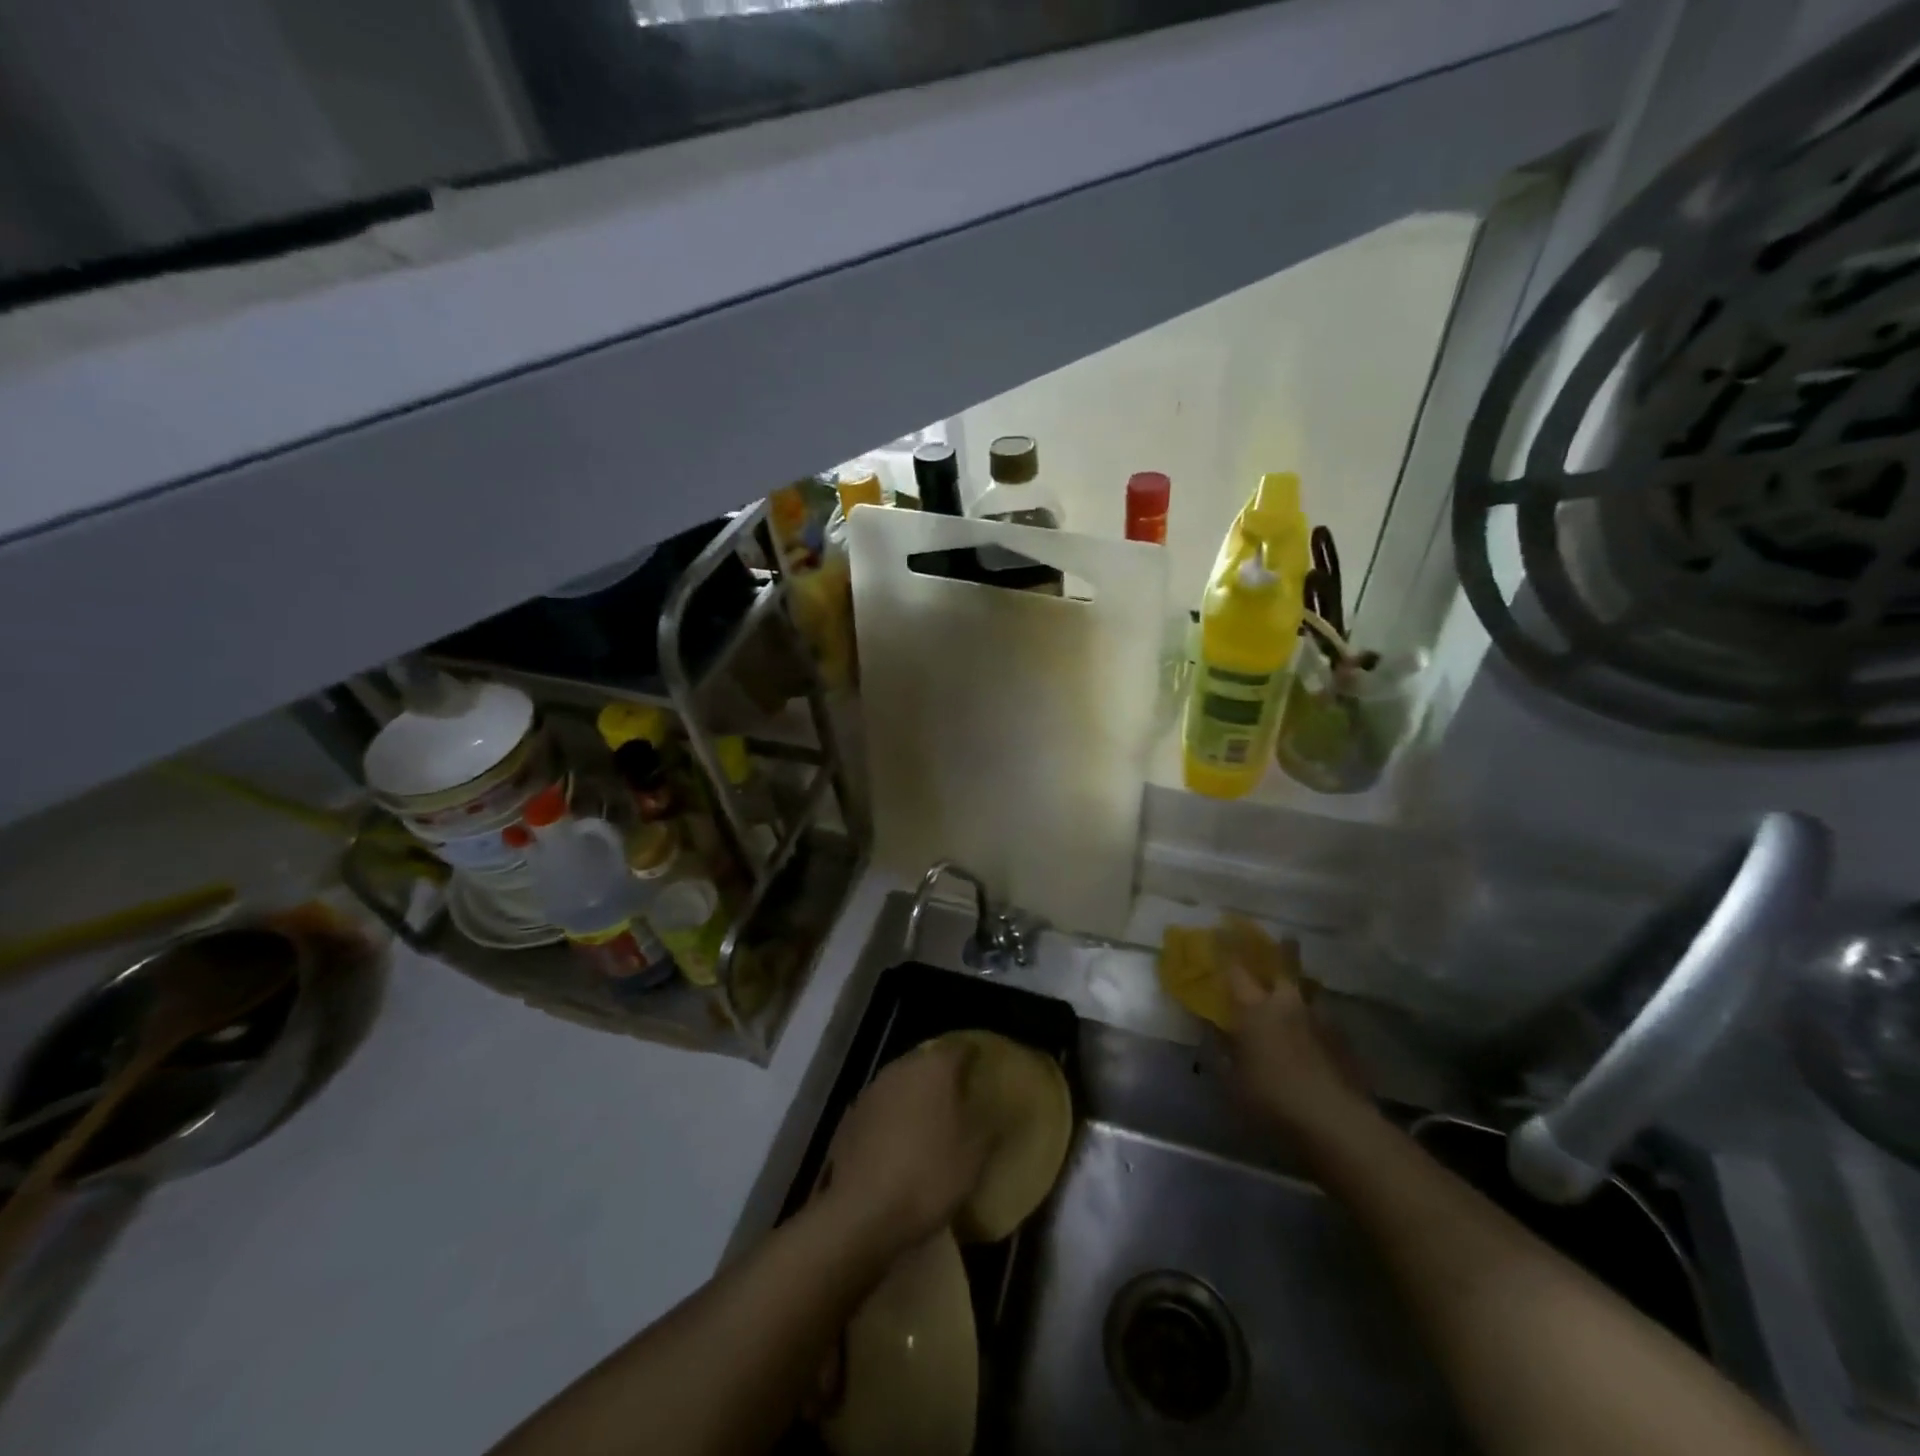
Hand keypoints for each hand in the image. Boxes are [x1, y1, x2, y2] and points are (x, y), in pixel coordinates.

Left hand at [819, 1040, 990, 1255]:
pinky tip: (901, 1143)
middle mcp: (901, 1068)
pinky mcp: (850, 1117)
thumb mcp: (973, 1157)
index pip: (960, 1048)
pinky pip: (882, 1108)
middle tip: (962, 1097)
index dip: (974, 1056)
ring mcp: (871, 1091)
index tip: (985, 1069)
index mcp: (934, 1068)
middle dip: (944, 1076)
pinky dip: (894, 1117)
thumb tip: (1006, 1107)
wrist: (860, 1213)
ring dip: (917, 1096)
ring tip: (933, 1121)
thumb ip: (991, 1125)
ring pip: (902, 1083)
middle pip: (928, 1062)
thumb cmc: (927, 1176)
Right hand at [1226, 951, 1367, 1134]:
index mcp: (1254, 1009)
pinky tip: (1317, 1029)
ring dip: (1305, 985)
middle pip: (1286, 966)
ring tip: (1303, 985)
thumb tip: (1211, 1028)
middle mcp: (1287, 1004)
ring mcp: (1320, 1019)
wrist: (1335, 1121)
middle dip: (1284, 950)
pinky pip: (1326, 1017)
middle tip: (1285, 937)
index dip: (1227, 948)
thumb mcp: (1232, 1079)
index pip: (1235, 969)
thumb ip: (1221, 1049)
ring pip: (1311, 990)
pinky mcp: (1344, 1040)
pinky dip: (1318, 1016)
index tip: (1223, 929)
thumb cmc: (1270, 1098)